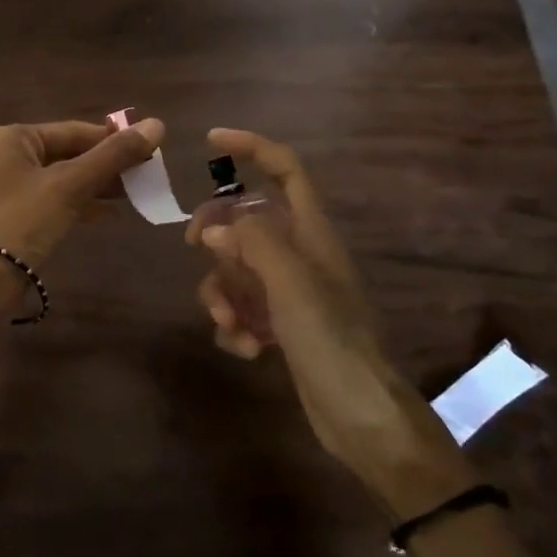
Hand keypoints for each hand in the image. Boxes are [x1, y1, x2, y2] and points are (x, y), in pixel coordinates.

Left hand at [0, 118, 165, 268]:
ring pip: (60, 179)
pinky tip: (109, 216)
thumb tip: (157, 125)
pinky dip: (78, 205)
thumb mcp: (71, 185)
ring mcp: (4, 188)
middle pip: (67, 154)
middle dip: (106, 166)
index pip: (73, 131)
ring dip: (96, 186)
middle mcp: (3, 156)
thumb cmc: (23, 221)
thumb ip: (114, 156)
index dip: (113, 140)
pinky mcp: (10, 216)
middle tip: (146, 176)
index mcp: (11, 138)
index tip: (150, 151)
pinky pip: (51, 201)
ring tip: (135, 194)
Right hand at [186, 128, 474, 518]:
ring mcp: (289, 292)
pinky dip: (234, 326)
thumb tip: (217, 227)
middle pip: (245, 222)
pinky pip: (240, 309)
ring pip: (235, 270)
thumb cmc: (331, 340)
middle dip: (218, 237)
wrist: (360, 415)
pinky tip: (248, 350)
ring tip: (233, 325)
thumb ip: (253, 242)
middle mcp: (299, 255)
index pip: (286, 170)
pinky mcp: (280, 326)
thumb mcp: (291, 283)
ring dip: (222, 293)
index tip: (211, 141)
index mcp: (311, 233)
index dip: (252, 148)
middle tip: (196, 249)